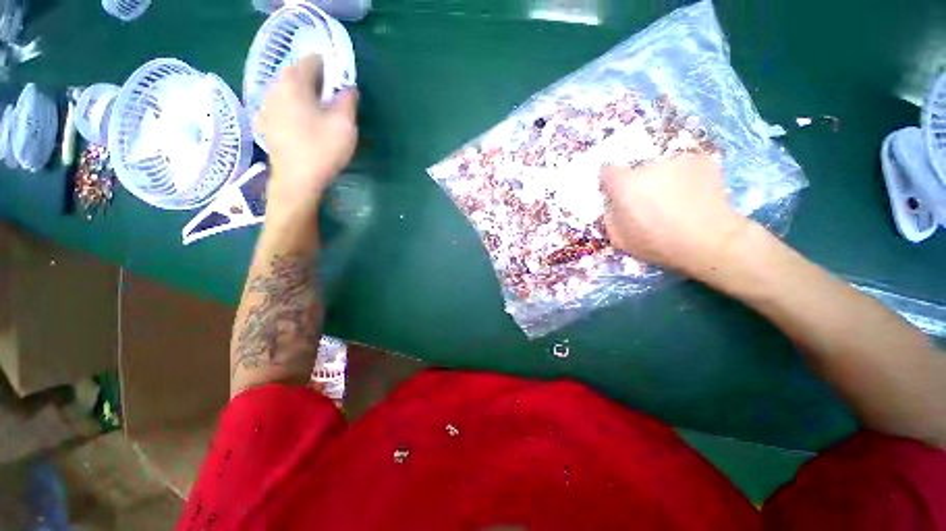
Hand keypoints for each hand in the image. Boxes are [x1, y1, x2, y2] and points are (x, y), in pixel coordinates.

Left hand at [256, 54, 358, 216]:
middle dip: (320, 83)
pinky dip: (296, 108)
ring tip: (322, 115)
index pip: (314, 60)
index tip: (343, 88)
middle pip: (299, 74)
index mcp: (294, 82)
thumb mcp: (344, 124)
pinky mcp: (266, 123)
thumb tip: (349, 88)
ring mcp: (266, 105)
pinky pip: (283, 105)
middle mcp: (275, 87)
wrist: (297, 181)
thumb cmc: (322, 150)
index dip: (332, 70)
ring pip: (290, 90)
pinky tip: (305, 125)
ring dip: (308, 96)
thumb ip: (348, 99)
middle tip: (336, 103)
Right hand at [601, 155, 750, 277]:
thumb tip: (613, 202)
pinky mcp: (702, 160)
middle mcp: (648, 166)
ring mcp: (677, 160)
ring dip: (663, 180)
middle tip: (651, 204)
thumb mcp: (619, 238)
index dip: (611, 183)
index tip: (617, 194)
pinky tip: (693, 196)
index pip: (608, 171)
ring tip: (676, 201)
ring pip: (662, 169)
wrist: (709, 241)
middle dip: (639, 184)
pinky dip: (686, 178)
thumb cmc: (657, 244)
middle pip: (637, 171)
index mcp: (625, 185)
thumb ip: (610, 215)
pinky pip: (685, 167)